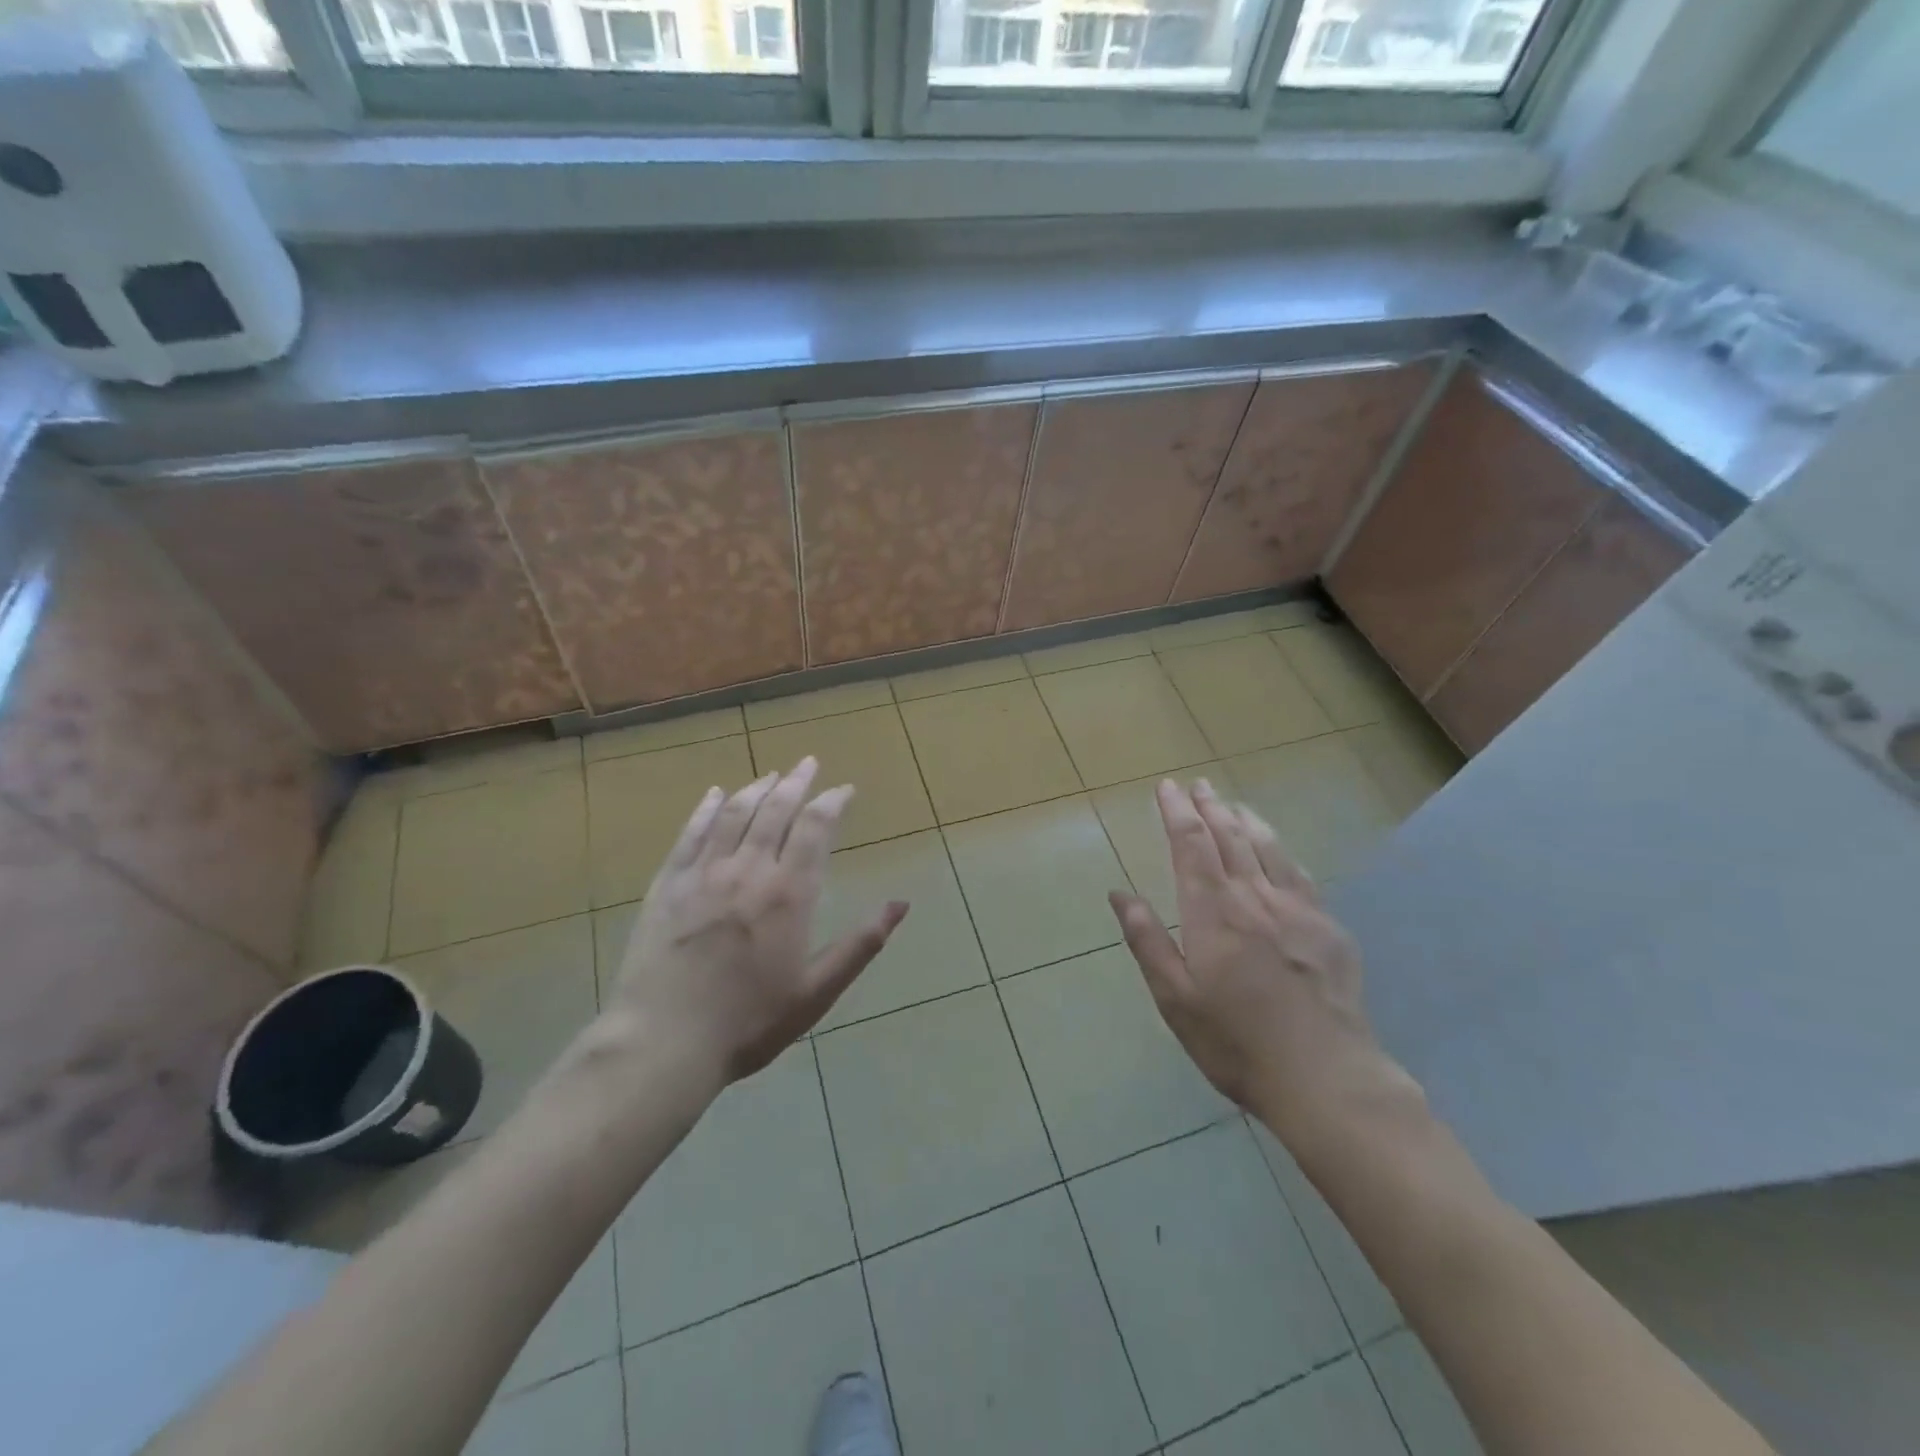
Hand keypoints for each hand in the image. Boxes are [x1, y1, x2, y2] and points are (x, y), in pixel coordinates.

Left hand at [610, 758, 907, 1085]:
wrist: (664, 1041)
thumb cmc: (749, 1021)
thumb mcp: (817, 991)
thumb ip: (861, 944)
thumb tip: (901, 905)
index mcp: (789, 893)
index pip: (815, 828)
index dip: (832, 802)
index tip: (844, 789)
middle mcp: (748, 870)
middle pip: (776, 809)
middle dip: (797, 783)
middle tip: (809, 763)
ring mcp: (704, 873)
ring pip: (735, 814)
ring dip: (757, 788)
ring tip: (772, 774)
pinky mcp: (668, 884)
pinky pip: (690, 833)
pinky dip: (706, 809)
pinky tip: (715, 794)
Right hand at [1107, 778, 1413, 1138]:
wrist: (1325, 1077)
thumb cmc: (1235, 1042)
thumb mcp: (1175, 998)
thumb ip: (1147, 940)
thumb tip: (1119, 893)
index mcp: (1212, 911)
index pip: (1190, 844)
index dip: (1177, 811)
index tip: (1167, 787)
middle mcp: (1254, 897)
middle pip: (1229, 837)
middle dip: (1209, 807)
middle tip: (1197, 785)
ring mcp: (1297, 909)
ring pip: (1268, 848)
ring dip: (1245, 820)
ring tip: (1232, 804)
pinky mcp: (1328, 928)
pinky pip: (1300, 874)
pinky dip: (1281, 851)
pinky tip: (1278, 850)